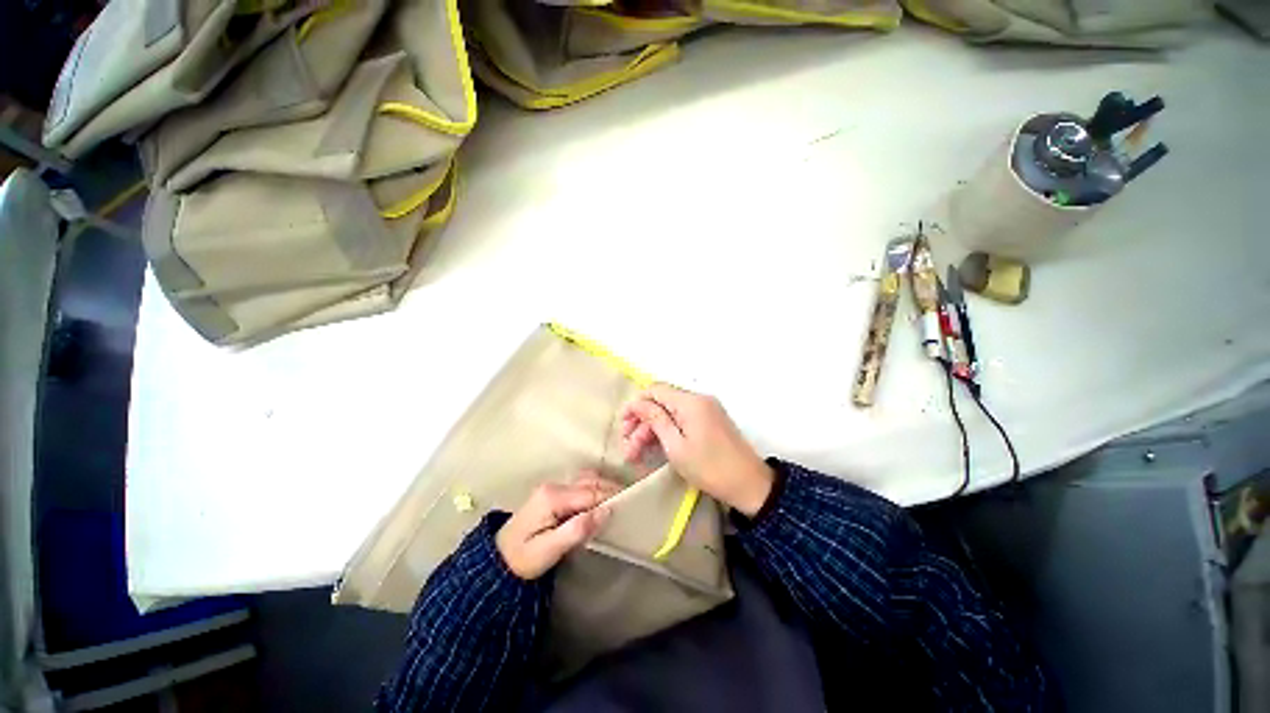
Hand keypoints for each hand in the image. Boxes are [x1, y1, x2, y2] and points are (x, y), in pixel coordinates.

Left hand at [495, 472, 619, 579]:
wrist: (498, 560)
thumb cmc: (523, 559)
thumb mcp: (549, 550)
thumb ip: (577, 530)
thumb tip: (606, 511)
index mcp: (553, 497)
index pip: (590, 493)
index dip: (610, 498)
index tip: (629, 505)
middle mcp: (554, 486)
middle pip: (590, 482)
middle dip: (611, 490)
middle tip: (630, 502)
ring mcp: (553, 487)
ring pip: (587, 480)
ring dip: (605, 487)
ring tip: (620, 500)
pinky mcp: (554, 493)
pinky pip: (581, 485)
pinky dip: (596, 489)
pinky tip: (603, 499)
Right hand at [620, 384, 774, 516]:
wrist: (750, 484)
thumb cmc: (710, 468)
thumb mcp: (676, 446)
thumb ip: (656, 420)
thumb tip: (638, 403)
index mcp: (690, 402)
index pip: (655, 390)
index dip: (636, 404)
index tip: (623, 426)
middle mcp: (698, 399)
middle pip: (661, 401)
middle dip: (642, 422)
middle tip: (628, 447)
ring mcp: (706, 409)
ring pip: (670, 411)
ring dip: (652, 429)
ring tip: (637, 454)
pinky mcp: (710, 419)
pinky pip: (682, 418)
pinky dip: (667, 430)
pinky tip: (656, 448)